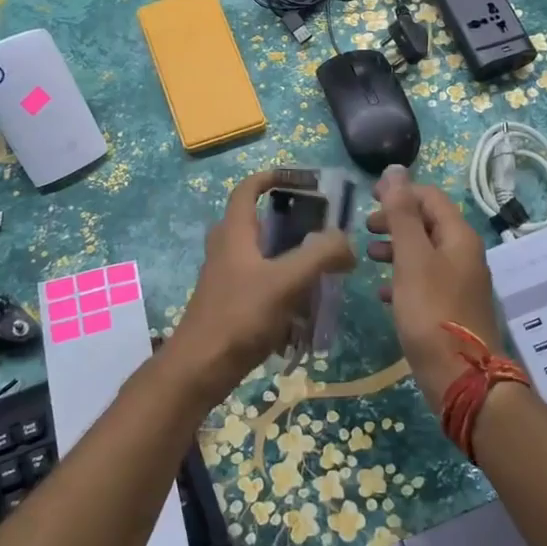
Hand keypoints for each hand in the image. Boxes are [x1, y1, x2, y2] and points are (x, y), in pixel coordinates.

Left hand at [166, 169, 356, 398]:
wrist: (200, 368)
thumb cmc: (239, 316)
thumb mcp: (285, 281)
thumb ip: (320, 256)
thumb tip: (346, 243)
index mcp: (234, 233)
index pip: (246, 190)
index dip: (270, 177)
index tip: (299, 178)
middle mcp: (226, 250)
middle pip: (256, 223)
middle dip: (287, 222)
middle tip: (319, 229)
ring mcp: (226, 279)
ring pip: (260, 257)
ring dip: (288, 258)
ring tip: (320, 271)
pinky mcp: (230, 305)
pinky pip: (261, 286)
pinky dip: (283, 289)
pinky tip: (304, 310)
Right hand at [366, 166, 506, 410]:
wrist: (461, 378)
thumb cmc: (433, 313)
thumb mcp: (412, 258)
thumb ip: (402, 215)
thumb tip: (396, 170)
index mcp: (459, 237)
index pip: (431, 198)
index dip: (401, 191)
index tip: (368, 196)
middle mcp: (464, 255)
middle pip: (428, 224)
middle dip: (396, 220)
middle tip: (365, 227)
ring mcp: (460, 283)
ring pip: (425, 253)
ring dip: (397, 248)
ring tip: (369, 255)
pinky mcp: (451, 309)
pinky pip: (424, 281)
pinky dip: (403, 278)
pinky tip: (382, 291)